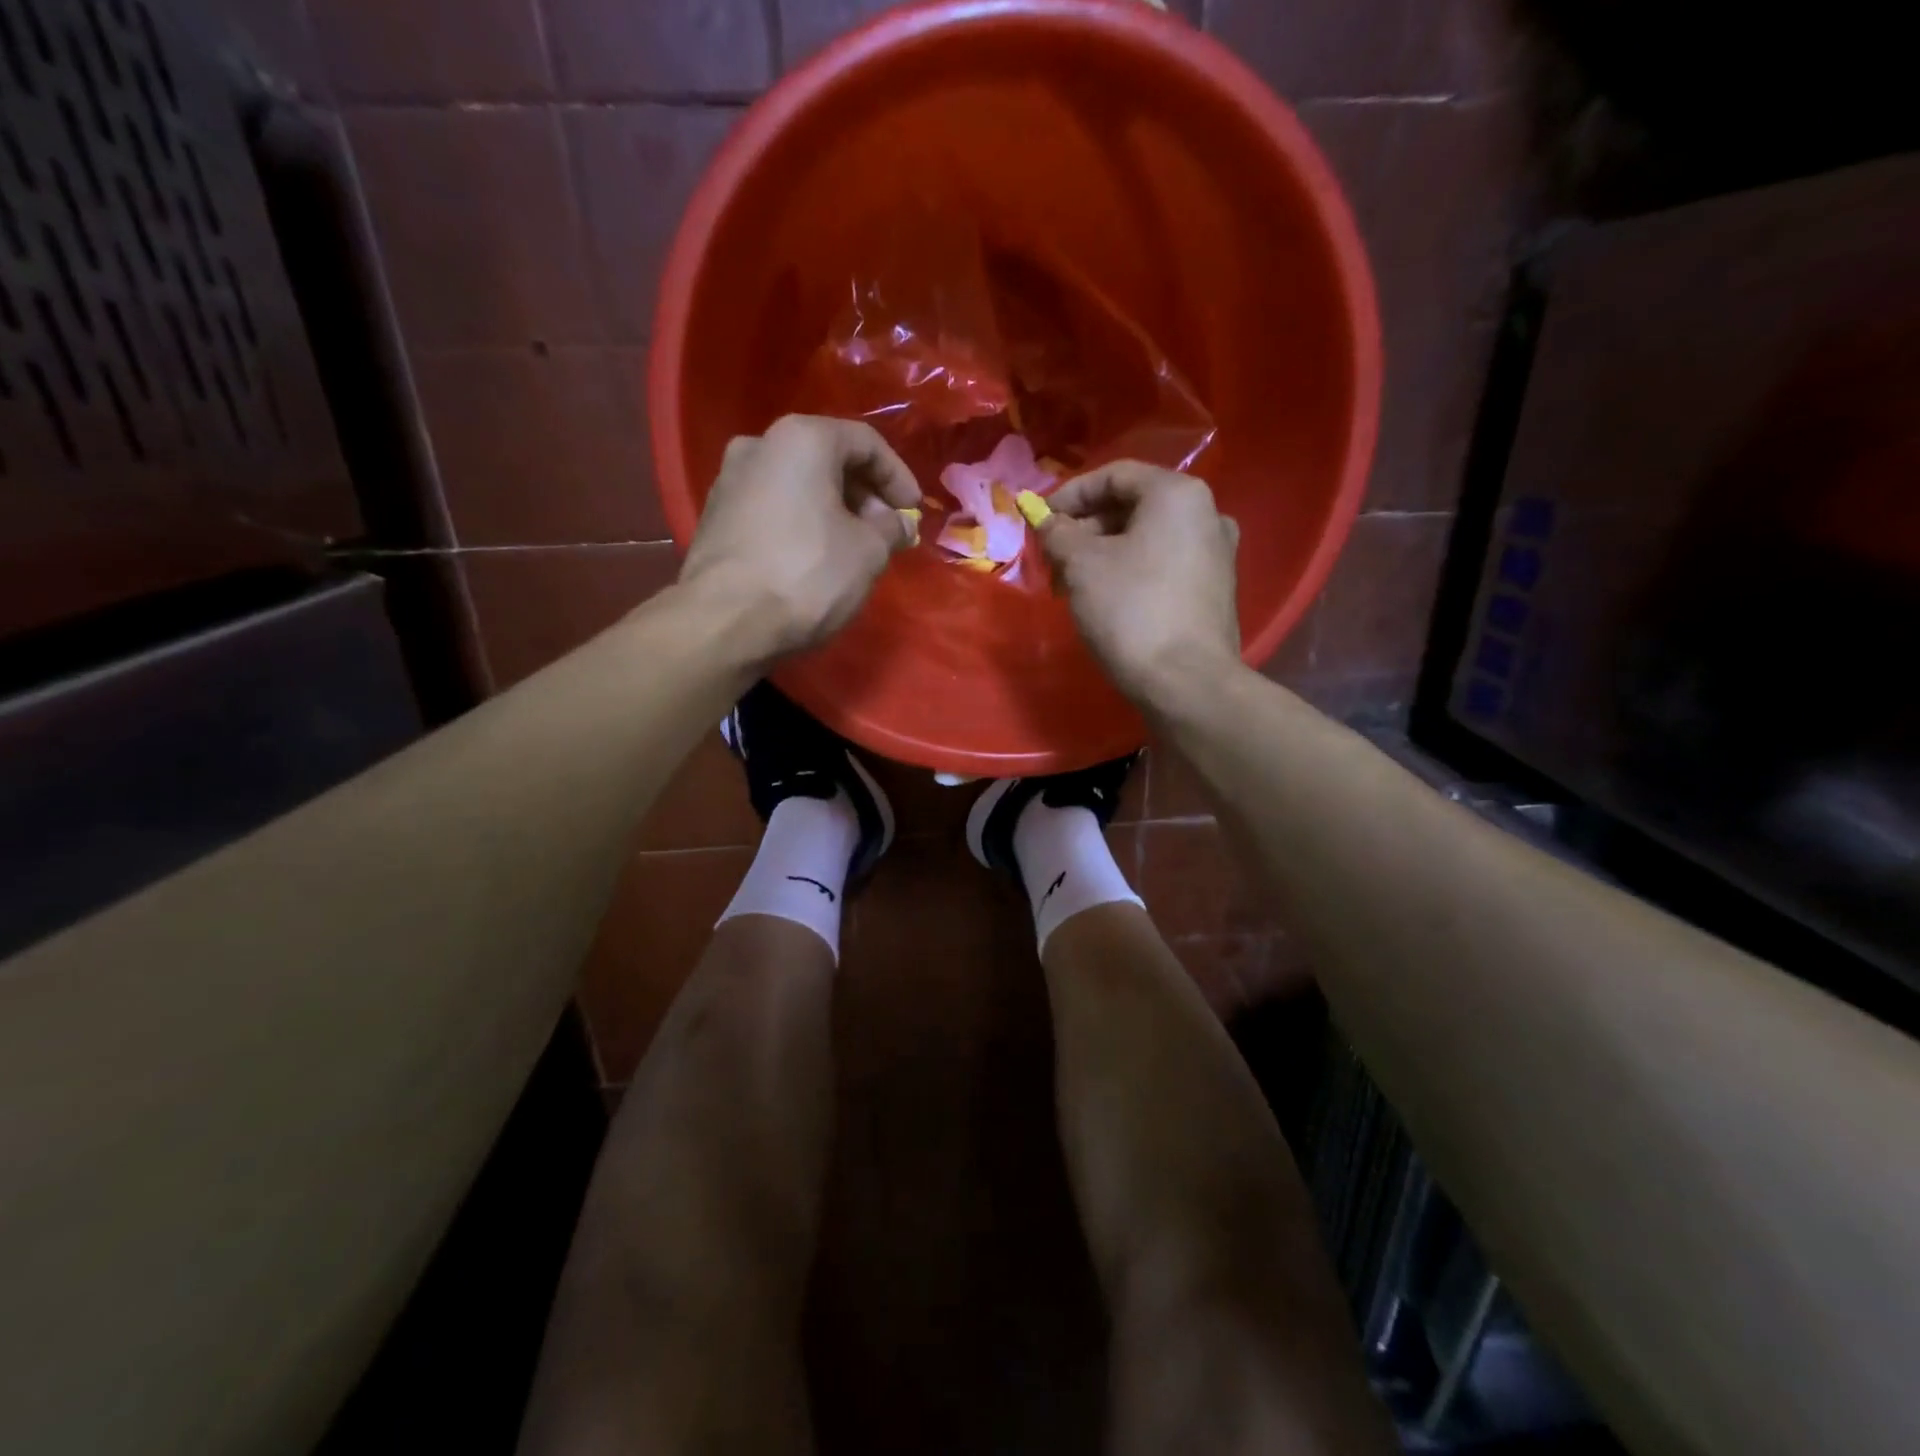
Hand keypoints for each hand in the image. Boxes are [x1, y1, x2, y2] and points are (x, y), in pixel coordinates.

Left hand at [678, 414, 920, 661]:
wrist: (725, 622)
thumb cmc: (808, 575)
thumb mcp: (869, 552)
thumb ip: (890, 529)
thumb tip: (897, 525)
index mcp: (801, 439)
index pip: (866, 443)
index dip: (898, 477)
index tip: (913, 512)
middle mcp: (759, 445)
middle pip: (827, 460)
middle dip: (864, 495)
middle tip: (887, 532)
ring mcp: (729, 480)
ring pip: (798, 485)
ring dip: (833, 510)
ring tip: (855, 548)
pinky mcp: (715, 517)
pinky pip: (773, 508)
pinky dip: (802, 523)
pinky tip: (816, 558)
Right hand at [1040, 461, 1241, 704]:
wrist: (1187, 682)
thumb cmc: (1131, 611)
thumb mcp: (1082, 565)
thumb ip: (1059, 533)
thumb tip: (1047, 522)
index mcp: (1178, 495)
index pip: (1115, 475)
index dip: (1070, 494)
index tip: (1040, 521)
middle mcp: (1207, 514)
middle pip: (1133, 506)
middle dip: (1086, 528)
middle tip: (1052, 557)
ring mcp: (1216, 554)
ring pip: (1147, 538)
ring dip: (1104, 553)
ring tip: (1071, 583)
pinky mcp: (1215, 590)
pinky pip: (1164, 564)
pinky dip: (1130, 571)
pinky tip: (1105, 599)